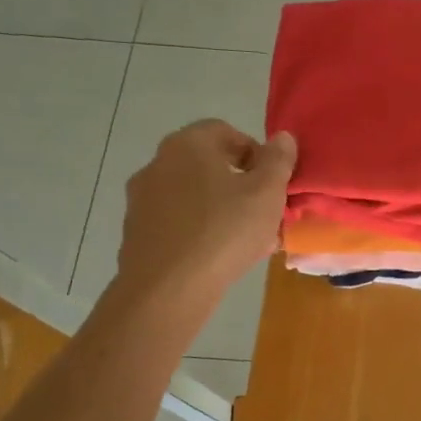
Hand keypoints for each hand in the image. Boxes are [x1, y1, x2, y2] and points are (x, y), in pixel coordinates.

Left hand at [114, 119, 295, 315]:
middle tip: (264, 213)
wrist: (168, 289)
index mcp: (188, 145)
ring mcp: (142, 199)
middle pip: (208, 165)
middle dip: (240, 184)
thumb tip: (283, 137)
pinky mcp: (137, 232)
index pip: (226, 131)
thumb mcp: (267, 193)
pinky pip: (178, 222)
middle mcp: (158, 163)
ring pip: (193, 196)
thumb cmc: (224, 231)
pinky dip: (200, 231)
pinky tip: (219, 256)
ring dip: (221, 209)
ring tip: (246, 240)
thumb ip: (278, 161)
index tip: (273, 182)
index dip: (256, 153)